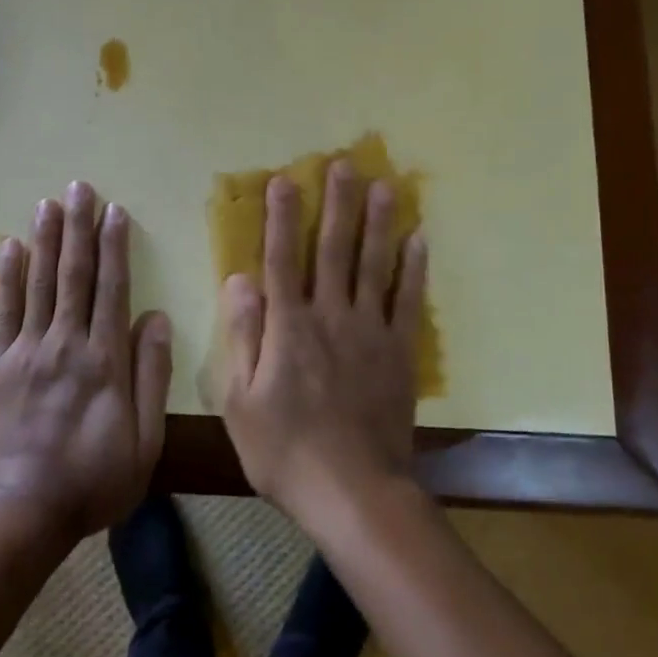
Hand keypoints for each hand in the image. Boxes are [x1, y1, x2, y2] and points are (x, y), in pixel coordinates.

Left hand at [0, 183, 172, 543]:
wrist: (20, 516)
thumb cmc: (93, 480)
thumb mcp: (144, 440)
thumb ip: (151, 375)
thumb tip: (155, 317)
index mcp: (105, 360)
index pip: (113, 289)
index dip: (115, 246)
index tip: (115, 210)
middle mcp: (66, 344)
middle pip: (75, 275)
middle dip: (79, 228)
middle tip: (81, 187)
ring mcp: (27, 353)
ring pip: (39, 284)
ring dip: (45, 240)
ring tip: (49, 202)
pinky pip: (4, 313)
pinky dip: (8, 278)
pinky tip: (10, 248)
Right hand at [220, 160, 429, 524]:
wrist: (354, 492)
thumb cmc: (286, 450)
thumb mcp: (241, 401)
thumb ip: (243, 335)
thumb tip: (239, 279)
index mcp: (289, 327)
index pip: (282, 259)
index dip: (282, 217)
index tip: (285, 179)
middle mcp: (331, 316)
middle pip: (334, 249)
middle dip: (338, 204)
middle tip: (345, 164)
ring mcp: (370, 331)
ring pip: (374, 265)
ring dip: (379, 222)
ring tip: (386, 185)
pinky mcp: (399, 352)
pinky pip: (408, 302)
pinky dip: (413, 269)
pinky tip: (419, 239)